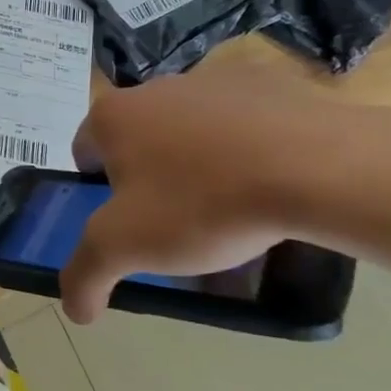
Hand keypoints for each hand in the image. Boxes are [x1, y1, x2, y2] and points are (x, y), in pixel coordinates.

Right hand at [60, 65, 339, 323]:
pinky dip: (246, 149)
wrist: (316, 167)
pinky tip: (269, 183)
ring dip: (198, 163)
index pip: (85, 153)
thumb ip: (85, 275)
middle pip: (138, 141)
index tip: (130, 222)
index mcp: (112, 115)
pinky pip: (242, 123)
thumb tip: (74, 309)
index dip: (100, 193)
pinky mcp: (267, 84)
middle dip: (151, 179)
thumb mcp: (126, 248)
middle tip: (178, 222)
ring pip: (190, 131)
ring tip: (232, 209)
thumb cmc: (202, 202)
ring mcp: (212, 80)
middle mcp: (154, 87)